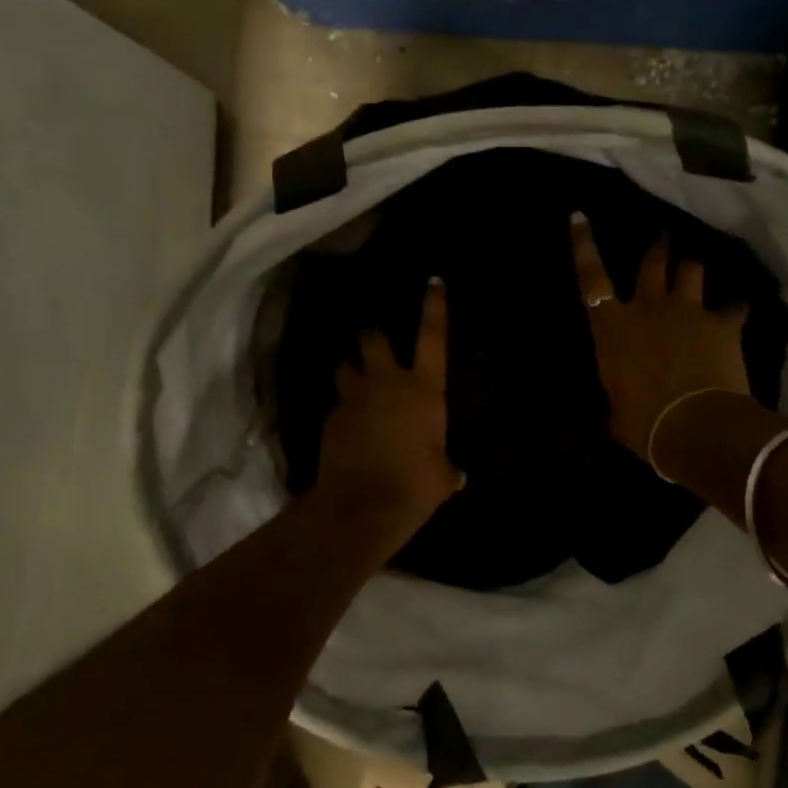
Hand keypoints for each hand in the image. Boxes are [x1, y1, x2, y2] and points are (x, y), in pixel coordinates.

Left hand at [313, 277, 461, 536]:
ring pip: (345, 366)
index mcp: (424, 390)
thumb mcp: (442, 477)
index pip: (433, 338)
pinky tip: (347, 425)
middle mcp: (388, 383)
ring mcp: (355, 398)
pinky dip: (343, 407)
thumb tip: (456, 474)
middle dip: (373, 334)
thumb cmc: (414, 485)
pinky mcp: (331, 418)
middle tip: (374, 336)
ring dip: (350, 367)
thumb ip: (447, 468)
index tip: (433, 281)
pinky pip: (338, 403)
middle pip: (374, 340)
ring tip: (353, 375)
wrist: (361, 506)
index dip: (434, 307)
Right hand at [572, 212, 749, 464]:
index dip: (583, 244)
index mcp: (612, 328)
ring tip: (697, 270)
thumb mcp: (616, 409)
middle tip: (663, 238)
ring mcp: (688, 311)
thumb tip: (619, 402)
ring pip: (692, 270)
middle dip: (658, 248)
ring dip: (693, 270)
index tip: (580, 215)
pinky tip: (739, 312)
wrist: (694, 426)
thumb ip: (618, 392)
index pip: (590, 277)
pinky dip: (735, 309)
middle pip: (653, 262)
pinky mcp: (722, 324)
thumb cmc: (643, 423)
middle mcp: (648, 308)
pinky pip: (734, 307)